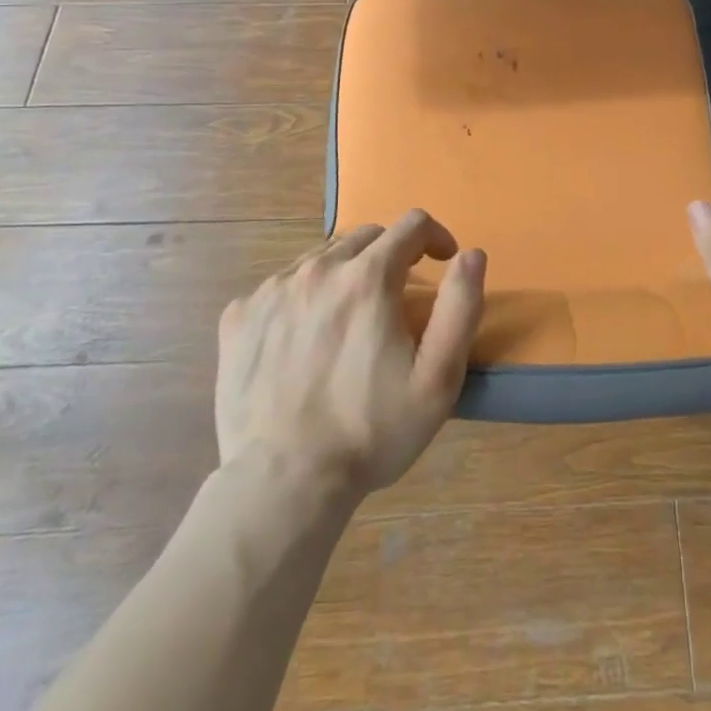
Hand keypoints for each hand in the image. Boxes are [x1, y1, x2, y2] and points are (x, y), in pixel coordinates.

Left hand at [214, 210, 485, 502]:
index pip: (411, 226)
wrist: (281, 484)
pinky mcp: (239, 316)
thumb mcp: (438, 377)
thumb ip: (461, 306)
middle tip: (397, 298)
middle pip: (366, 237)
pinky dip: (302, 297)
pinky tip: (304, 337)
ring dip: (346, 273)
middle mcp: (318, 269)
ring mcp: (272, 290)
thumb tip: (471, 254)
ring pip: (321, 258)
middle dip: (391, 255)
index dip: (435, 237)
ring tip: (350, 319)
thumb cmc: (370, 431)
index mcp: (368, 277)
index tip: (442, 261)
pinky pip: (281, 286)